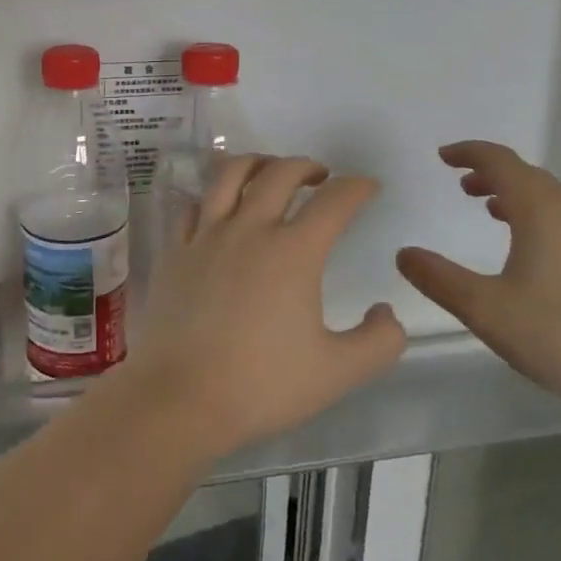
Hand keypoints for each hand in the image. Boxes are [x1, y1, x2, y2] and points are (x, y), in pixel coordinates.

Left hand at [113, 156, 407, 458]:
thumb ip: (379, 341)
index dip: (357, 187)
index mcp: (294, 252)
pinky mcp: (174, 250)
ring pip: (229, 175)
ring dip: (256, 163)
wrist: (180, 397)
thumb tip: (387, 312)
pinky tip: (217, 206)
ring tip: (268, 171)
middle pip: (279, 174)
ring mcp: (206, 235)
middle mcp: (249, 229)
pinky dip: (210, 195)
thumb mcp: (338, 372)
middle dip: (306, 165)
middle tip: (319, 176)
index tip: (367, 187)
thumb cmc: (262, 385)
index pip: (334, 201)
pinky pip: (192, 205)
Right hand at [395, 141, 560, 421]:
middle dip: (491, 173)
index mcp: (540, 212)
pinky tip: (532, 253)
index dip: (469, 153)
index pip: (500, 162)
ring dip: (515, 195)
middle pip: (528, 176)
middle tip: (462, 184)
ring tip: (490, 210)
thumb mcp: (489, 310)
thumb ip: (441, 280)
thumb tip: (404, 254)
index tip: (444, 156)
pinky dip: (536, 218)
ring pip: (550, 199)